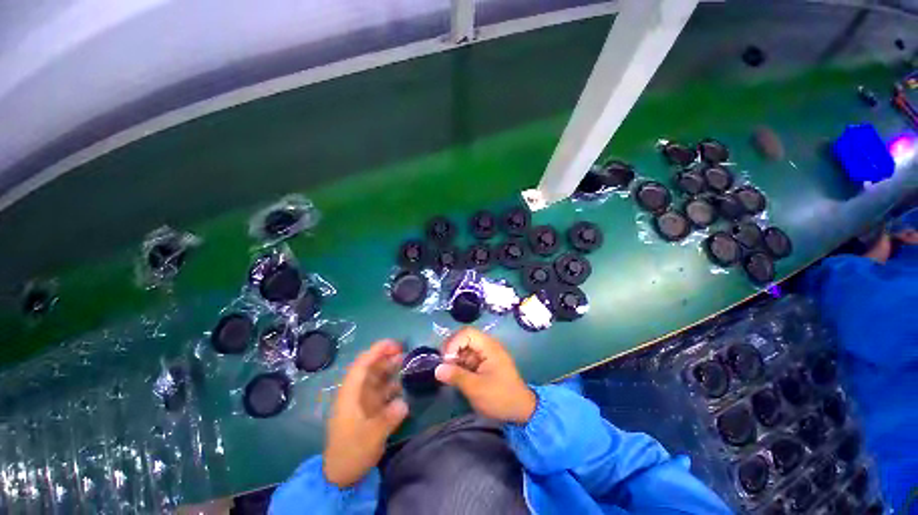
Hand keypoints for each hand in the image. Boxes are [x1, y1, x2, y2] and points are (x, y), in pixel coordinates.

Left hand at [323, 340, 408, 487]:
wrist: (340, 475)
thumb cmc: (351, 452)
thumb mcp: (371, 437)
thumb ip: (388, 418)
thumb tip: (403, 402)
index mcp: (350, 394)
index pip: (362, 365)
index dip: (377, 351)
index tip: (394, 344)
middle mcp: (355, 393)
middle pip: (370, 368)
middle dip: (386, 357)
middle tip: (405, 353)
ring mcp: (362, 401)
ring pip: (377, 378)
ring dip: (390, 369)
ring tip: (407, 364)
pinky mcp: (369, 409)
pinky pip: (381, 391)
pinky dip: (391, 385)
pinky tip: (403, 386)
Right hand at [434, 327, 535, 423]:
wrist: (520, 411)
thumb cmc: (500, 398)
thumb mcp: (476, 388)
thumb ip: (456, 376)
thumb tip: (437, 369)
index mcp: (489, 346)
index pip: (467, 333)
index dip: (453, 342)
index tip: (445, 360)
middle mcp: (487, 346)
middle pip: (464, 338)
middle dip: (451, 349)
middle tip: (443, 366)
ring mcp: (485, 354)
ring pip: (464, 348)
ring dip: (454, 358)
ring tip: (447, 373)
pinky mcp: (483, 363)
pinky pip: (467, 358)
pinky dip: (459, 364)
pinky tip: (454, 375)